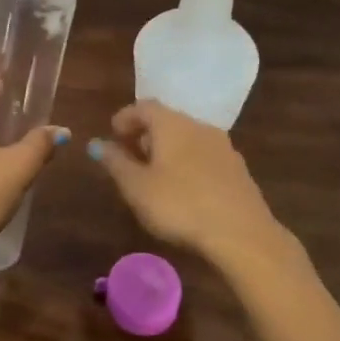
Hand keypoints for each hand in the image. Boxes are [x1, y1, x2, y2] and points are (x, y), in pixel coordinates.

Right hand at [90, 100, 286, 265]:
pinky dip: (187, 163)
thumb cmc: (179, 205)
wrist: (241, 233)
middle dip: (146, 134)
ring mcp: (223, 147)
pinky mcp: (238, 169)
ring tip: (154, 175)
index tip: (113, 135)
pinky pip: (204, 156)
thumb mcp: (136, 187)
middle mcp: (199, 126)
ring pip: (188, 138)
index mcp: (172, 124)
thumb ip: (115, 162)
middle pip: (167, 120)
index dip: (125, 118)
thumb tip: (98, 144)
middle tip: (130, 156)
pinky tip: (183, 189)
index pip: (144, 106)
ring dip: (168, 150)